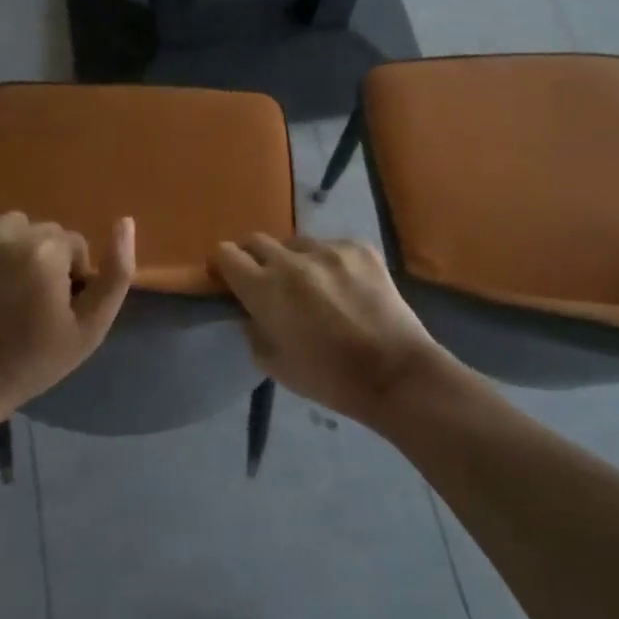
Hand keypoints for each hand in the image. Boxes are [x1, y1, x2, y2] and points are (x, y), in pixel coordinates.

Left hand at [0, 212, 135, 413]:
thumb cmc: (33, 360)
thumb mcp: (91, 327)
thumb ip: (117, 273)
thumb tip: (125, 222)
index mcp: (46, 249)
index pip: (74, 245)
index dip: (70, 278)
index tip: (55, 309)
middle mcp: (8, 232)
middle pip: (41, 233)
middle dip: (42, 259)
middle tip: (28, 301)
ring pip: (9, 229)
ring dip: (12, 250)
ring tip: (2, 290)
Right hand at [211, 235, 450, 424]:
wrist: (395, 373)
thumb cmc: (329, 377)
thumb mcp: (274, 364)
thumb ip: (252, 328)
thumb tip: (250, 310)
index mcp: (265, 288)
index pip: (226, 254)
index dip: (222, 265)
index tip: (227, 278)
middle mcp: (291, 259)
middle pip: (256, 240)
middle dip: (253, 258)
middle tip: (266, 282)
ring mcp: (328, 249)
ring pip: (295, 244)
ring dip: (293, 261)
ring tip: (311, 286)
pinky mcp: (359, 247)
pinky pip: (331, 246)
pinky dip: (328, 263)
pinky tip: (344, 287)